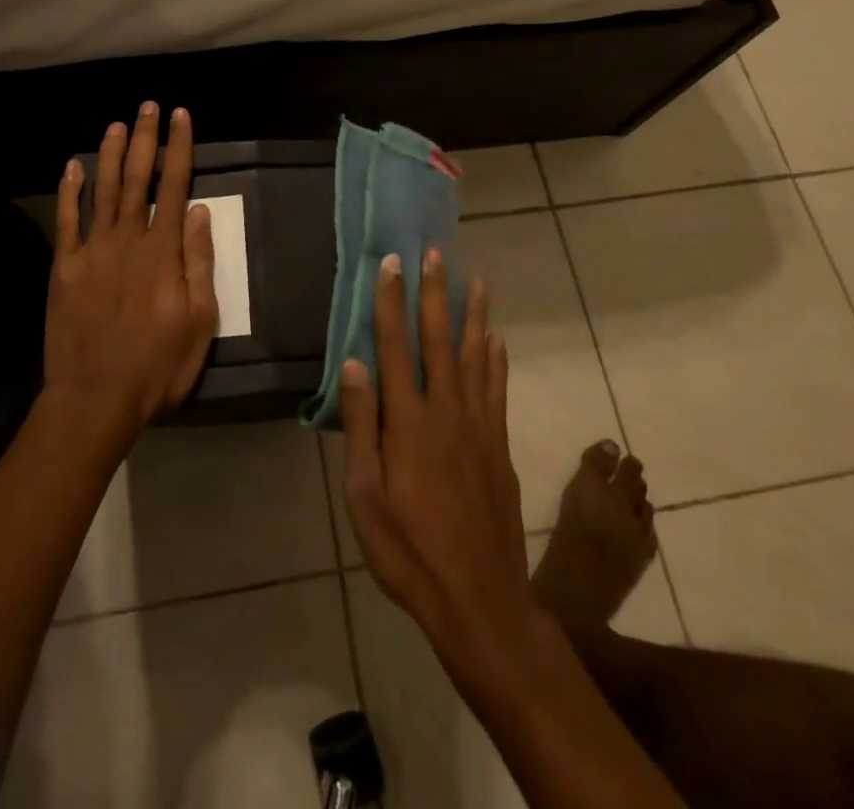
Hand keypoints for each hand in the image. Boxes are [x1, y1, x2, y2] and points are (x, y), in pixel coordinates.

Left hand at [43, 103, 217, 435]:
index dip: (179, 148)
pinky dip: (69, 191)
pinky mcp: (64, 268)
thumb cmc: (157, 364)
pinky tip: (72, 166)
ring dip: (110, 154)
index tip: (181, 117)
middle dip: (144, 139)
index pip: (175, 186)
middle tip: (148, 107)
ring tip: (116, 123)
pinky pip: (66, 221)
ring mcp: (91, 251)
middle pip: (137, 178)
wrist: (96, 397)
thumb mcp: (199, 321)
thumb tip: (200, 212)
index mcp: (163, 251)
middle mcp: (127, 239)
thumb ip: (199, 262)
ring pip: (102, 191)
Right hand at [341, 249, 536, 684]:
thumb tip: (355, 364)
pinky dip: (496, 358)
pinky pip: (497, 388)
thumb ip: (361, 426)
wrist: (479, 600)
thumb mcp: (365, 496)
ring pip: (476, 357)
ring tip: (476, 281)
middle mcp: (446, 411)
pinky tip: (496, 338)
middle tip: (437, 254)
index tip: (392, 264)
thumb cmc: (408, 550)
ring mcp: (478, 426)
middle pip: (440, 340)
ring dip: (474, 315)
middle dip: (436, 294)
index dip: (392, 302)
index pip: (396, 347)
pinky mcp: (498, 445)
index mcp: (408, 422)